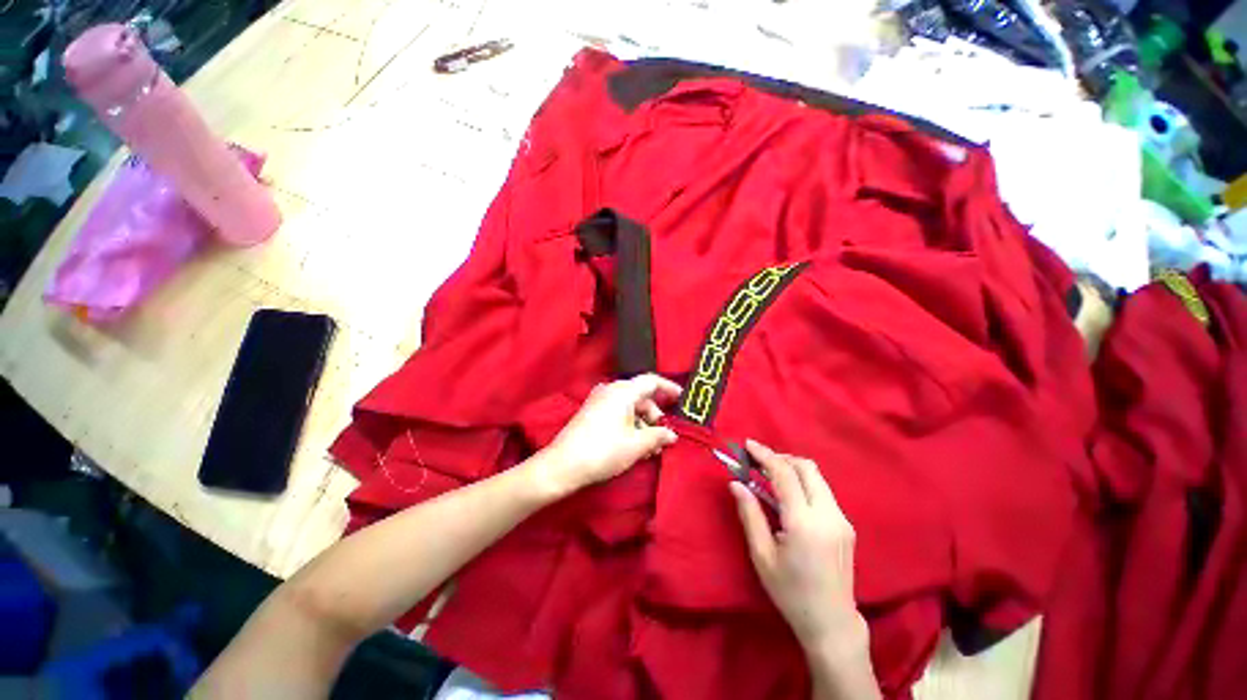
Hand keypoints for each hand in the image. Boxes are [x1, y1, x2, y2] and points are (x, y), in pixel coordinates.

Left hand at [539, 374, 680, 496]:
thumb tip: (672, 435)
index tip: (682, 399)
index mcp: (623, 391)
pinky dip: (630, 426)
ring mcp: (599, 401)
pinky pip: (618, 413)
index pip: (651, 381)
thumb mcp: (636, 445)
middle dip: (655, 416)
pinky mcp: (592, 413)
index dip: (669, 388)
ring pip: (630, 407)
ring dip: (643, 425)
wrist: (563, 465)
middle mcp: (611, 390)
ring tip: (651, 449)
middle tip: (664, 437)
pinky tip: (635, 446)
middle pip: (641, 397)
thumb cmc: (603, 451)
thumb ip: (658, 436)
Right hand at [731, 440, 863, 652]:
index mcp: (804, 523)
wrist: (831, 622)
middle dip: (781, 457)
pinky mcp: (846, 525)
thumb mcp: (762, 555)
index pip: (785, 475)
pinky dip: (803, 482)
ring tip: (770, 475)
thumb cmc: (790, 592)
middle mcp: (828, 515)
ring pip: (817, 477)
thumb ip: (749, 514)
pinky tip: (789, 495)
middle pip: (807, 468)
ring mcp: (841, 520)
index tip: (748, 444)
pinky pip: (823, 491)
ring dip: (793, 468)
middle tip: (758, 461)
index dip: (765, 455)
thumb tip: (735, 483)